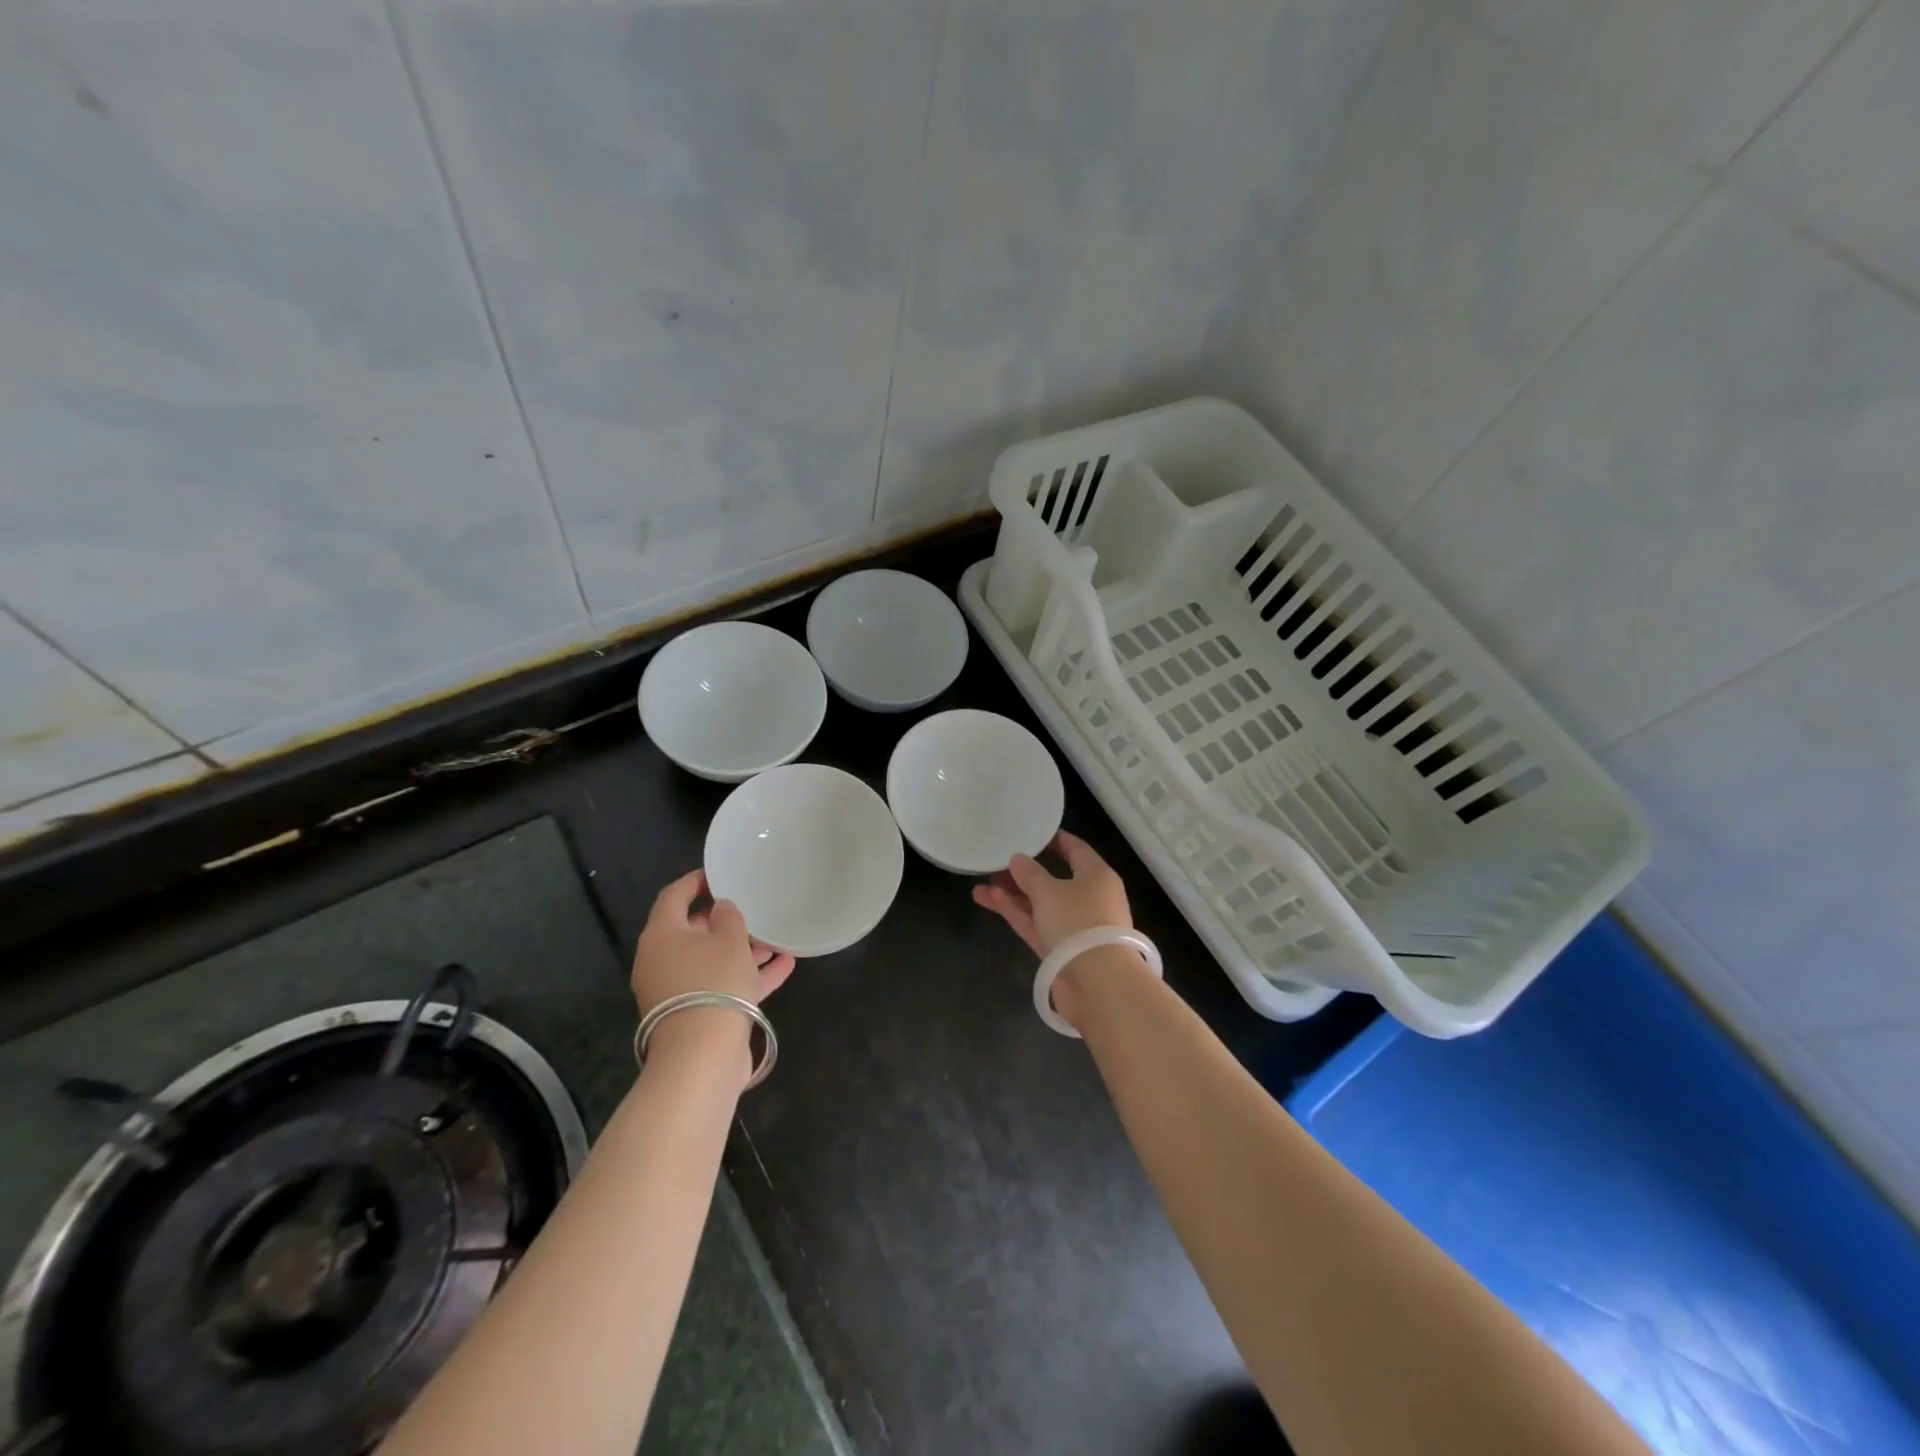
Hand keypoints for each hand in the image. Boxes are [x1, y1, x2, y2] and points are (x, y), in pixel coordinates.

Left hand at [631, 869, 794, 1017]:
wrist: (702, 1054)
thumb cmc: (713, 981)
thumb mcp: (729, 940)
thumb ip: (729, 916)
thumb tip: (722, 908)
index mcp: (662, 935)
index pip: (674, 896)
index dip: (696, 881)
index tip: (720, 873)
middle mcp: (662, 960)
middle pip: (692, 931)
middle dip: (723, 920)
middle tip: (751, 907)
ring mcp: (677, 990)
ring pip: (710, 960)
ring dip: (741, 949)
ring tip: (775, 938)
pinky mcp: (696, 1014)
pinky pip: (723, 985)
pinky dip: (748, 975)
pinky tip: (784, 965)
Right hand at [972, 830, 1130, 956]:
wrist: (1098, 984)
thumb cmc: (1078, 922)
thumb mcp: (1049, 891)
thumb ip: (1030, 874)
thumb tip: (1018, 859)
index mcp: (1097, 877)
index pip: (1076, 850)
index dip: (1054, 840)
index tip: (1032, 832)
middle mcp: (1089, 899)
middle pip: (1054, 879)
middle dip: (1025, 872)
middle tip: (998, 861)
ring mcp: (1075, 927)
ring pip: (1041, 904)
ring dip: (1014, 894)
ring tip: (982, 883)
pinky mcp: (1062, 950)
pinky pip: (1037, 924)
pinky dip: (1017, 912)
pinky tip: (991, 899)